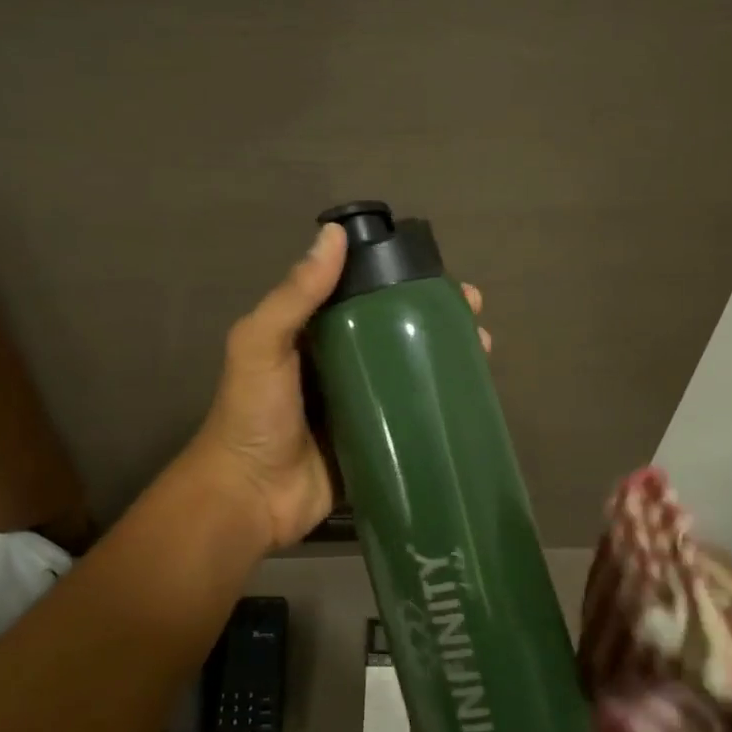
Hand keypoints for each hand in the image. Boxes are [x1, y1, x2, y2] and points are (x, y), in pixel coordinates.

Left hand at [192, 221, 488, 554]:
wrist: (249, 498)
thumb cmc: (252, 414)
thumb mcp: (262, 344)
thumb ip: (295, 294)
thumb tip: (334, 234)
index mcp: (312, 335)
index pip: (363, 295)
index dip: (401, 281)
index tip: (440, 277)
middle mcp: (339, 363)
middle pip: (395, 331)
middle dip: (435, 320)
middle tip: (474, 316)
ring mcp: (360, 404)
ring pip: (409, 371)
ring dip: (445, 358)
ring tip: (482, 351)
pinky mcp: (376, 441)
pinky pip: (412, 417)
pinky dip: (439, 405)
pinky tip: (471, 397)